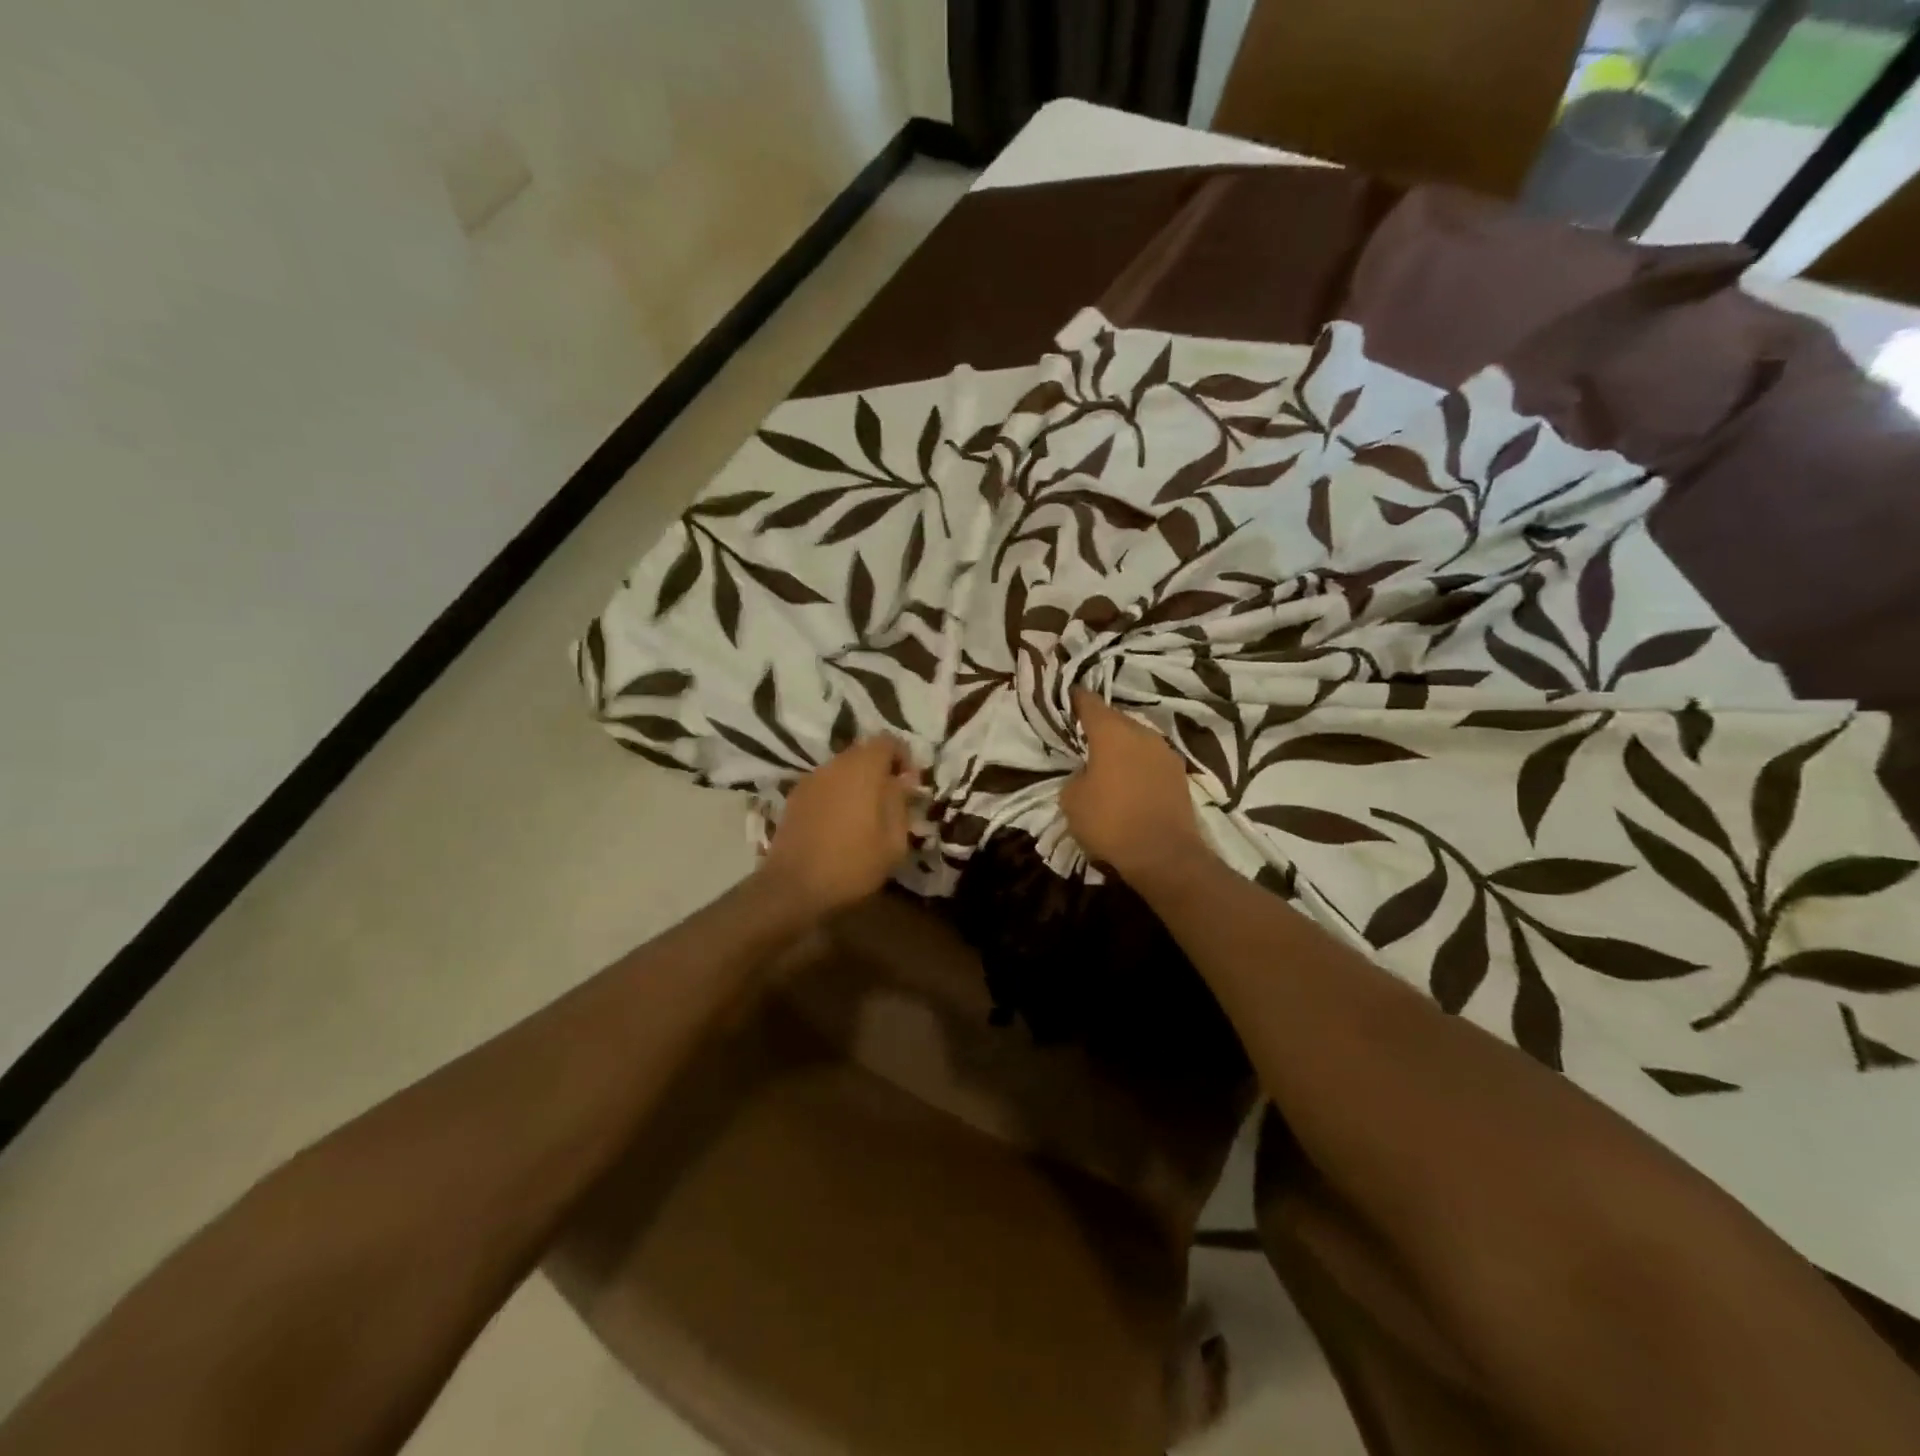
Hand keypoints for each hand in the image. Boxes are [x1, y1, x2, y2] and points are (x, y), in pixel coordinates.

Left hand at [761, 735, 917, 913]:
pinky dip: (838, 793)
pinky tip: (840, 823)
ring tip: (866, 814)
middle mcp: (835, 765)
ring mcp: (811, 779)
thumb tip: (903, 780)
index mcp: (863, 769)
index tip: (910, 785)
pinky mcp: (795, 797)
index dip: (904, 757)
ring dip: (858, 782)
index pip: (888, 740)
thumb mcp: (893, 840)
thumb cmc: (852, 864)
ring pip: (842, 768)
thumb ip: (901, 802)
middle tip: (891, 800)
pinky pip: (825, 784)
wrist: (793, 887)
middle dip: (881, 769)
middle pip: (863, 752)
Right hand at [1062, 688, 1211, 884]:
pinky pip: (1151, 760)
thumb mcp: (1072, 800)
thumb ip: (1076, 776)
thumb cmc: (1110, 823)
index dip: (1075, 699)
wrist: (1164, 856)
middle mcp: (1142, 733)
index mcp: (1112, 733)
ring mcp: (1166, 753)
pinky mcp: (1180, 775)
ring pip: (1137, 739)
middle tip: (1083, 736)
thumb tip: (1087, 772)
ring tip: (1106, 762)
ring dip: (1122, 746)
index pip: (1089, 703)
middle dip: (1100, 725)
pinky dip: (1138, 765)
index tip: (1066, 698)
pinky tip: (1129, 781)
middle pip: (1116, 719)